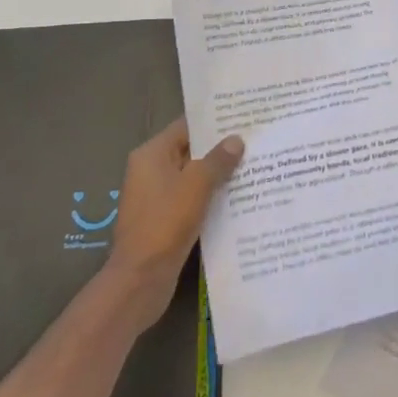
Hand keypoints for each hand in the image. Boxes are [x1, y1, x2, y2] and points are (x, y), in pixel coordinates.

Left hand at [105, 118, 242, 329]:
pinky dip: (212, 196)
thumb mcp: (196, 186)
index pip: (186, 126)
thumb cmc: (165, 223)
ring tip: (255, 165)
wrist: (140, 279)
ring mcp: (157, 197)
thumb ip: (217, 160)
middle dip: (221, 148)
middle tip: (257, 140)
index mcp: (152, 155)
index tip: (244, 116)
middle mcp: (151, 171)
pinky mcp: (165, 220)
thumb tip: (236, 139)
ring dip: (219, 174)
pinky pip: (193, 199)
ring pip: (194, 177)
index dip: (214, 121)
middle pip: (191, 151)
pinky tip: (240, 197)